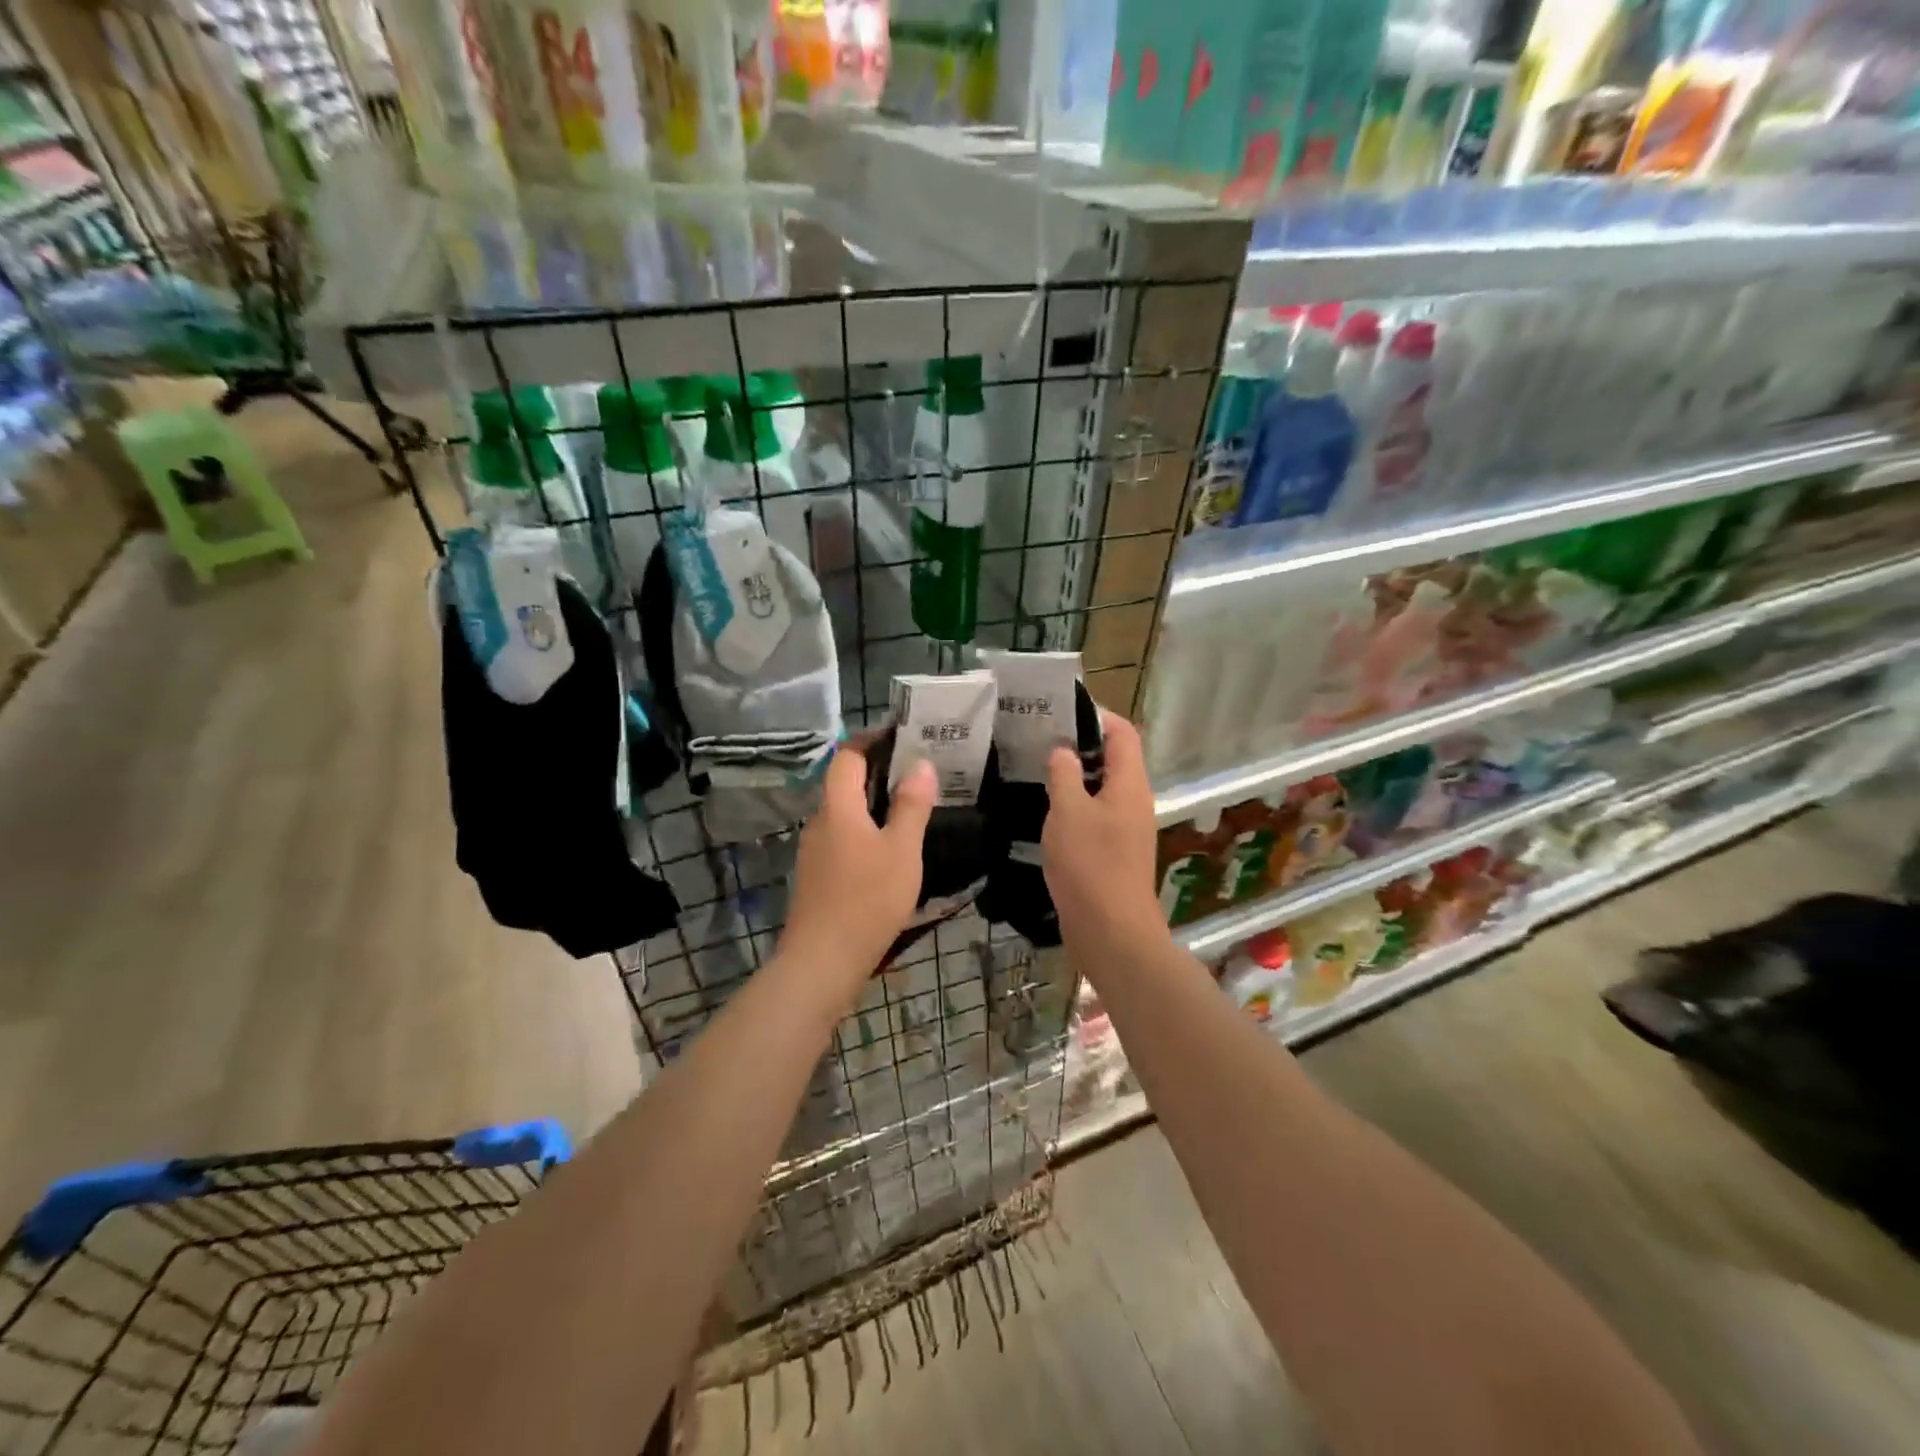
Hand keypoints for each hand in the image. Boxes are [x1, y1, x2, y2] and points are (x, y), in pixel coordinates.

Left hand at [779, 740, 935, 990]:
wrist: (822, 961)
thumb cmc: (867, 900)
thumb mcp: (901, 850)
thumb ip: (911, 805)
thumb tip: (921, 764)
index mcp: (838, 807)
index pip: (847, 755)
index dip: (871, 739)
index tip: (901, 734)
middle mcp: (820, 822)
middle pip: (844, 783)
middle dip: (878, 772)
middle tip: (918, 772)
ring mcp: (814, 851)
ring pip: (845, 814)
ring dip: (873, 804)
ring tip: (910, 808)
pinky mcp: (817, 877)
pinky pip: (843, 838)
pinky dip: (865, 831)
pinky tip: (889, 850)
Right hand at [1044, 712, 1166, 952]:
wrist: (1112, 932)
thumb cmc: (1090, 865)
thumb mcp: (1068, 812)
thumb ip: (1064, 775)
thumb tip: (1064, 751)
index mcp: (1130, 784)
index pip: (1123, 733)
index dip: (1098, 716)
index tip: (1062, 710)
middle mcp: (1134, 801)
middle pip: (1115, 759)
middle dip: (1081, 745)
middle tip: (1041, 738)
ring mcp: (1127, 829)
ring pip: (1103, 789)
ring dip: (1076, 777)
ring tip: (1037, 769)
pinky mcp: (1115, 853)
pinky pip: (1096, 815)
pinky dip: (1075, 806)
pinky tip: (1046, 811)